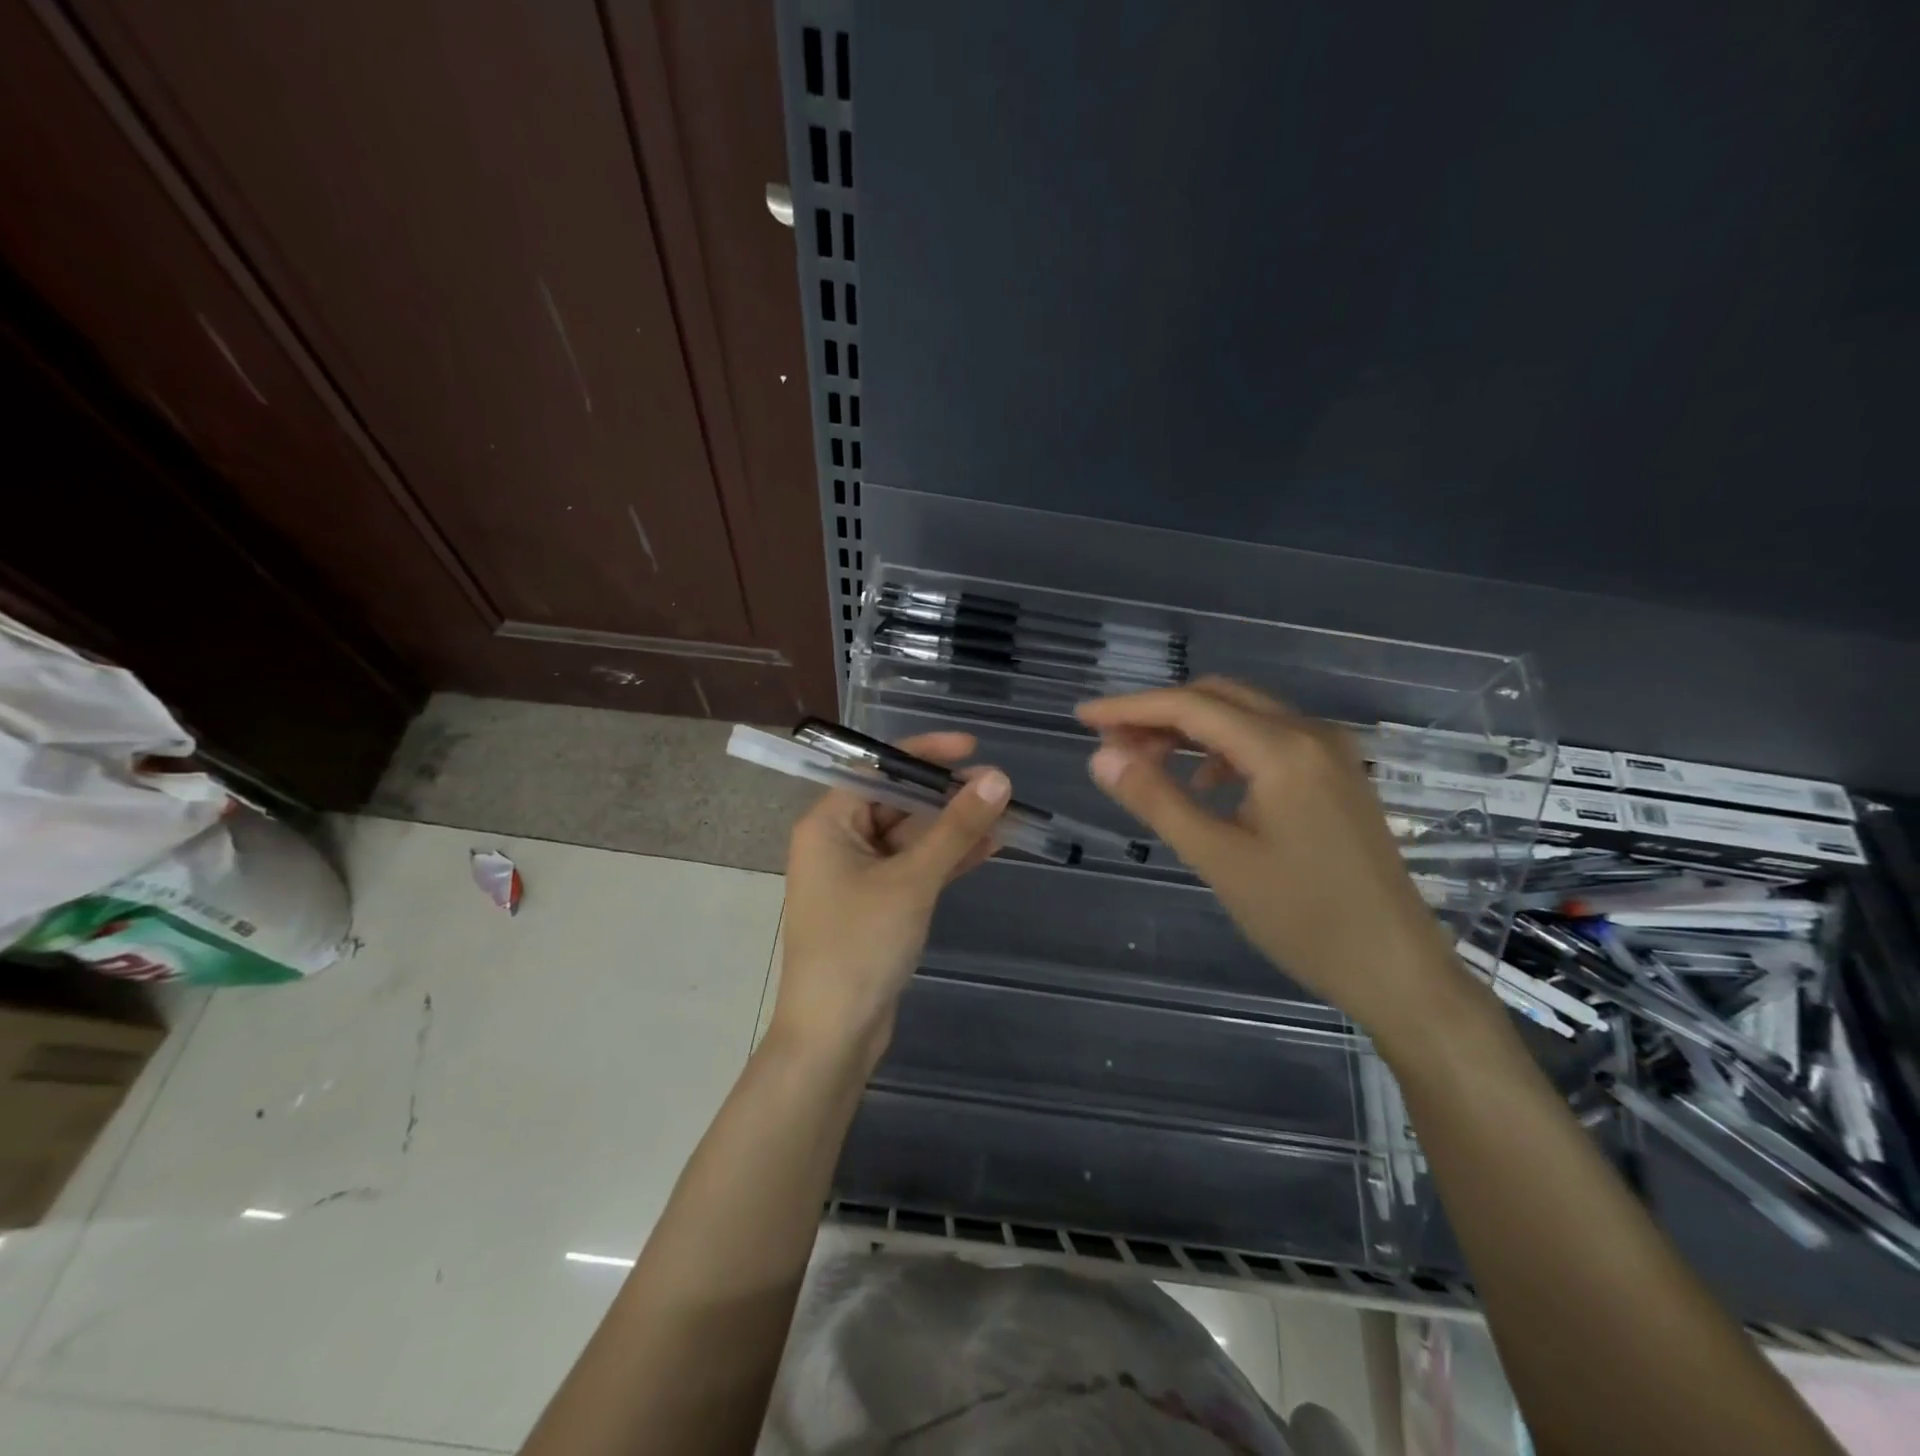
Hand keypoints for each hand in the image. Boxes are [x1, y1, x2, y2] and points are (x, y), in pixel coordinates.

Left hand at [774, 732, 1009, 1065]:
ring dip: (955, 827)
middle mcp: (838, 841)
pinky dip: (948, 858)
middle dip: (947, 795)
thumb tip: (997, 779)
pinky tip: (991, 845)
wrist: (834, 1035)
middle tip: (1000, 786)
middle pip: (898, 802)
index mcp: (828, 824)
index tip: (970, 749)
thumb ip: (955, 828)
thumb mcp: (912, 881)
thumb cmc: (861, 945)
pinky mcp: (878, 903)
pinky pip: (915, 867)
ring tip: (1007, 812)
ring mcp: (859, 875)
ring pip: (912, 837)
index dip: (924, 753)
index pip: (877, 769)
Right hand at [1078, 678, 1466, 1041]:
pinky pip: (1268, 740)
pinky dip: (1224, 750)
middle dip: (1159, 714)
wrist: (1396, 967)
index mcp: (1284, 749)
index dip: (1130, 707)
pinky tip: (1205, 786)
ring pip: (1244, 716)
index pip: (1191, 707)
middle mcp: (1311, 733)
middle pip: (1219, 698)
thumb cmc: (1303, 918)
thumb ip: (1156, 799)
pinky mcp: (1336, 775)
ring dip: (1190, 730)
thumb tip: (1100, 756)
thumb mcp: (1217, 859)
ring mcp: (1330, 752)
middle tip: (1111, 743)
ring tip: (1147, 762)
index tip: (1082, 716)